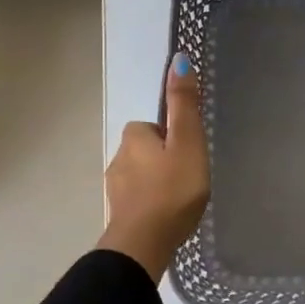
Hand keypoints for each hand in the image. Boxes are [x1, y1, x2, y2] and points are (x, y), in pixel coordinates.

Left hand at [98, 54, 210, 282]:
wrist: (144, 244)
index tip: (188, 155)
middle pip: (146, 150)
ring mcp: (115, 189)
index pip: (153, 127)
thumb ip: (184, 105)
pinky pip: (138, 201)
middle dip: (164, 160)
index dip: (172, 137)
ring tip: (180, 200)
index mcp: (134, 137)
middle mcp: (118, 158)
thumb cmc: (172, 190)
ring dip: (157, 183)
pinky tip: (166, 217)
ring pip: (141, 177)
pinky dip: (151, 204)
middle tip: (188, 178)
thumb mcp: (187, 142)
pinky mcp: (119, 214)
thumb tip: (178, 59)